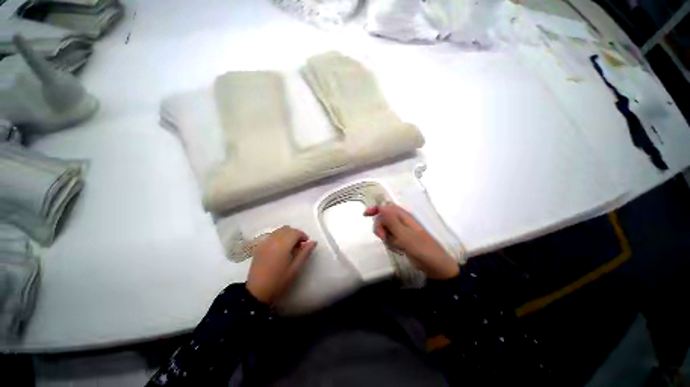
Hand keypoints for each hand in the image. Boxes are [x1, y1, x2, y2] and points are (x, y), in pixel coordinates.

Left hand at [246, 226, 316, 303]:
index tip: (306, 244)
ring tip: (290, 246)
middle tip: (299, 245)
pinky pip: (272, 235)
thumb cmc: (279, 281)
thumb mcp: (295, 269)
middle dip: (295, 234)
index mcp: (282, 245)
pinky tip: (280, 248)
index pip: (295, 232)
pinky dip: (279, 237)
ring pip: (279, 230)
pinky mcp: (259, 246)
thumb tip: (313, 242)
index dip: (303, 235)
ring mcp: (264, 242)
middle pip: (287, 229)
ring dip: (287, 234)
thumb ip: (305, 253)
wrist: (257, 292)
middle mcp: (273, 240)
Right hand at [364, 205, 458, 279]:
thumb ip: (392, 222)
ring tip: (395, 246)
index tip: (365, 215)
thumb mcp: (404, 236)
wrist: (435, 266)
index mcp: (403, 216)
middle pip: (383, 218)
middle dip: (380, 228)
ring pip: (386, 229)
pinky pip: (390, 237)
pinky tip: (398, 249)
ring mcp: (402, 230)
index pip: (385, 208)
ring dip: (386, 237)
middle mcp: (402, 221)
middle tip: (383, 238)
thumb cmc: (421, 249)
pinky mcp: (402, 239)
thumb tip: (381, 208)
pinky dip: (391, 243)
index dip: (375, 209)